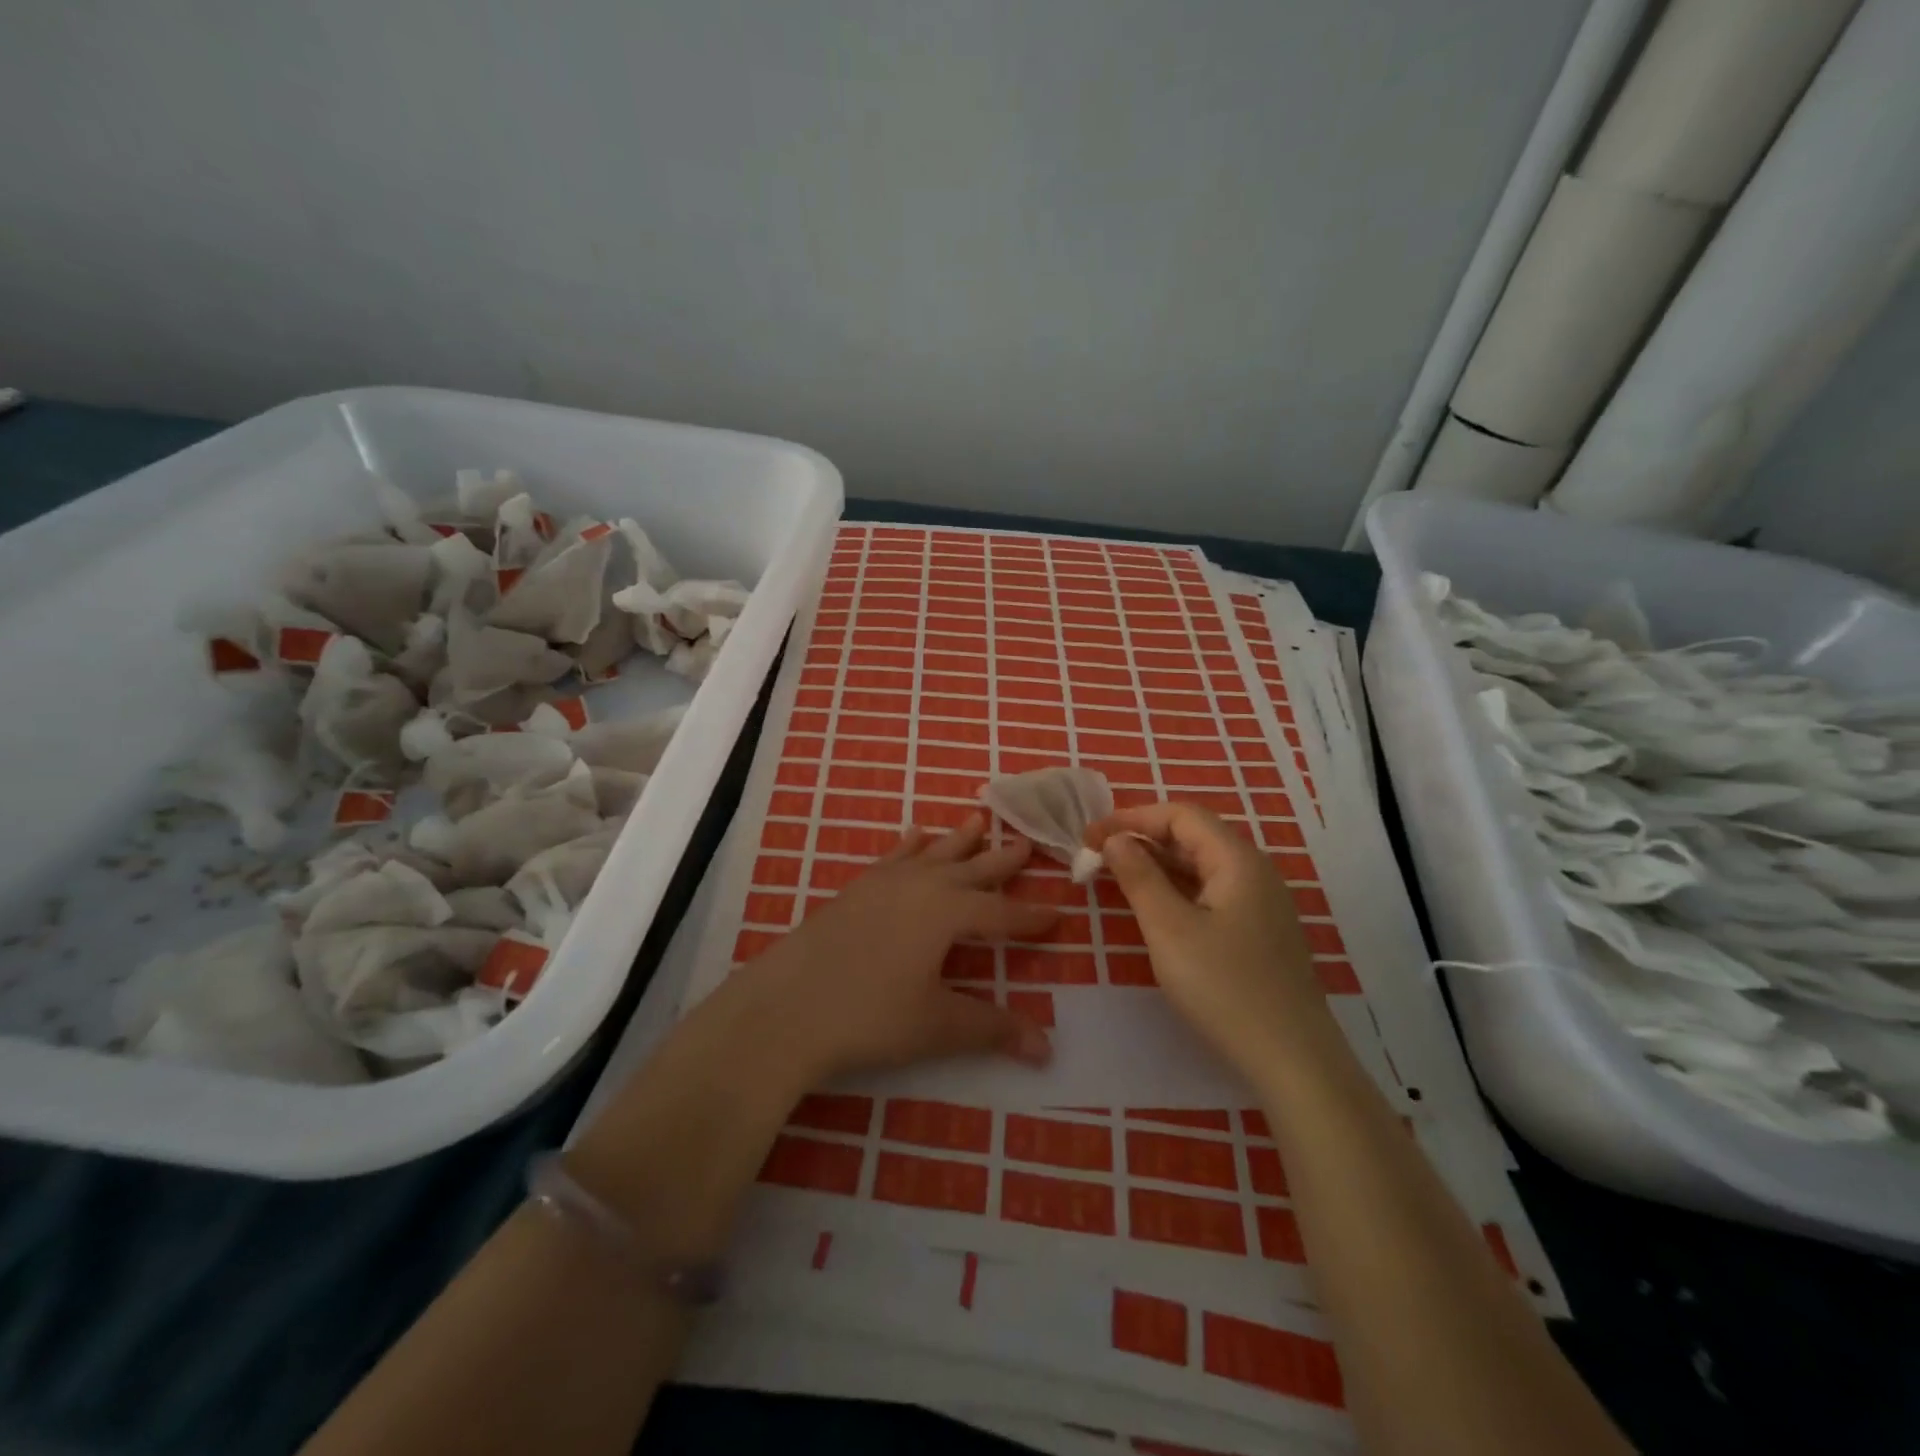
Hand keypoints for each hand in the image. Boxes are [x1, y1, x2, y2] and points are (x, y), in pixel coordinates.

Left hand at [736, 817, 1057, 1082]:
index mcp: (947, 912)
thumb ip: (993, 1028)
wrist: (787, 1006)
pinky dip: (910, 844)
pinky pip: (894, 856)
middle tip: (1026, 842)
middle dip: (1001, 860)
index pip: (1001, 913)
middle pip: (971, 869)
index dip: (1030, 917)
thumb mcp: (938, 1025)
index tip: (1057, 913)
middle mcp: (920, 886)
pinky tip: (915, 835)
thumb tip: (1047, 1049)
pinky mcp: (855, 889)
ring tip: (977, 822)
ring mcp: (884, 883)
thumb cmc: (870, 1016)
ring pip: (932, 853)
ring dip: (958, 841)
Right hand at [1087, 803, 1327, 1075]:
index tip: (1090, 836)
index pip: (1181, 815)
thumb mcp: (1169, 929)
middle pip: (1194, 835)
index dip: (1132, 817)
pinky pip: (1212, 892)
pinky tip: (1155, 907)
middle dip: (1142, 838)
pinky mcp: (1260, 932)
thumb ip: (1139, 877)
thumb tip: (1115, 839)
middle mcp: (1255, 871)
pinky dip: (1177, 889)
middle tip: (1098, 854)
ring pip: (1202, 865)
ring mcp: (1262, 903)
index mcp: (1237, 860)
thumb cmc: (1224, 988)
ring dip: (1158, 864)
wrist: (1293, 1060)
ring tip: (1117, 875)